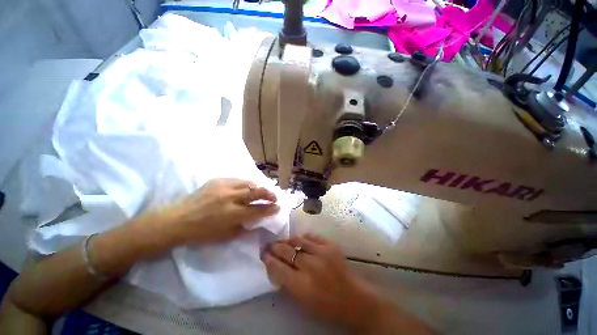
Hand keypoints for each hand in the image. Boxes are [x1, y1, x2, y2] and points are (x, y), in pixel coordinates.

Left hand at [152, 178, 279, 245]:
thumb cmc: (201, 233)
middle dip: (269, 194)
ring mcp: (223, 187)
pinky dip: (247, 183)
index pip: (258, 209)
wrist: (175, 220)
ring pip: (249, 183)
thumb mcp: (225, 237)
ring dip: (259, 187)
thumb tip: (258, 223)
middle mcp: (230, 198)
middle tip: (275, 197)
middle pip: (257, 192)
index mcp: (232, 214)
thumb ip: (245, 229)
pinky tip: (248, 187)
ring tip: (264, 190)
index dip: (270, 208)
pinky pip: (238, 180)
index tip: (278, 207)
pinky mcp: (217, 180)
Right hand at [261, 234, 382, 331]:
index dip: (268, 260)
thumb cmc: (325, 306)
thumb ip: (286, 283)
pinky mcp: (330, 245)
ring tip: (283, 241)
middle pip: (286, 251)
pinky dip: (303, 238)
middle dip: (275, 247)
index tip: (263, 254)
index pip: (278, 268)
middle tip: (269, 245)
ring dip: (287, 241)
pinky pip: (311, 236)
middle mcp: (310, 266)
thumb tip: (275, 265)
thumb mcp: (302, 301)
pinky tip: (300, 240)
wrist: (352, 299)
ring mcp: (322, 253)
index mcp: (301, 286)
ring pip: (298, 240)